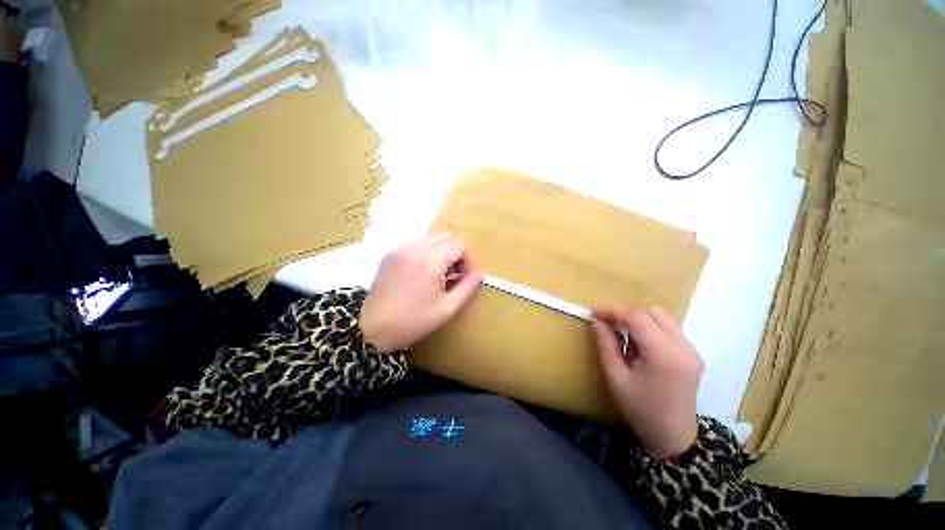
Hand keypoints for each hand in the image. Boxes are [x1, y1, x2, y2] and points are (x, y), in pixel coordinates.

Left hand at [359, 232, 483, 353]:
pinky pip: (415, 244)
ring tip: (436, 274)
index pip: (458, 244)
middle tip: (451, 273)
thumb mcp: (447, 308)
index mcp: (430, 261)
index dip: (466, 259)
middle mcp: (415, 248)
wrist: (372, 329)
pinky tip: (420, 273)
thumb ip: (468, 287)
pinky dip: (425, 252)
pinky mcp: (390, 254)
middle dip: (454, 251)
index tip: (462, 277)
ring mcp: (400, 249)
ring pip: (430, 238)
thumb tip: (480, 272)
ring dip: (440, 251)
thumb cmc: (414, 321)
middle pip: (445, 235)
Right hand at [591, 307, 703, 458]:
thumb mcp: (616, 377)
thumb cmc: (640, 409)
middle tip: (607, 323)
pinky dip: (650, 328)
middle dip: (626, 313)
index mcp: (664, 355)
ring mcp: (692, 350)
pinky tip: (639, 344)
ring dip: (639, 320)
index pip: (638, 317)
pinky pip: (668, 329)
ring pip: (662, 318)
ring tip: (622, 335)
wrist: (673, 437)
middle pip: (652, 312)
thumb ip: (606, 344)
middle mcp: (683, 347)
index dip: (614, 311)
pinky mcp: (693, 354)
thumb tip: (597, 321)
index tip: (594, 313)